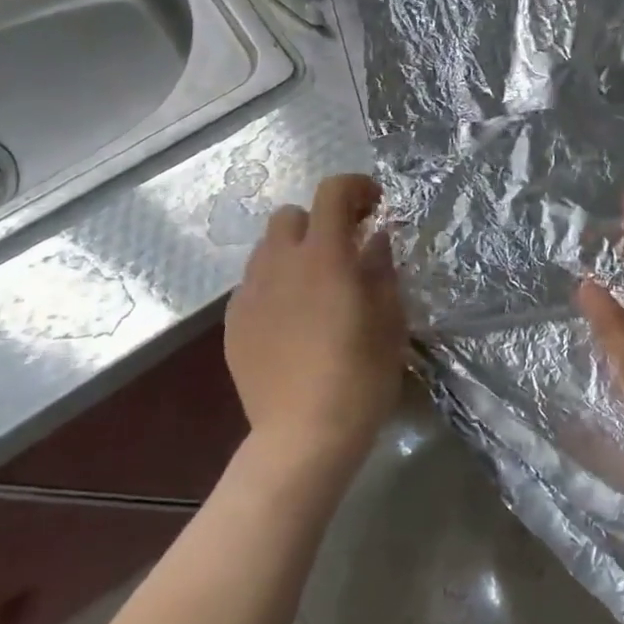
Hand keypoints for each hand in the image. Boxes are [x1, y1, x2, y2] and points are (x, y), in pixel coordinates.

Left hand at [225, 174, 409, 469]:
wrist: (303, 435)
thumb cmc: (360, 375)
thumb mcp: (389, 318)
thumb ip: (381, 268)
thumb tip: (377, 238)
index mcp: (324, 256)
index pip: (332, 192)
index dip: (355, 187)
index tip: (375, 206)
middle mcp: (279, 264)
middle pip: (289, 215)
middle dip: (319, 221)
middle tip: (344, 249)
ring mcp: (250, 294)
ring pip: (267, 249)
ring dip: (295, 252)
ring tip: (316, 285)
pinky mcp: (233, 324)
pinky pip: (253, 285)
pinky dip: (275, 285)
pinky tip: (292, 319)